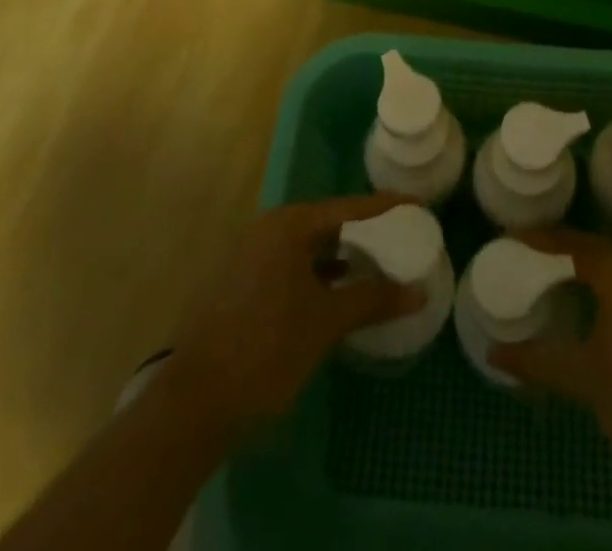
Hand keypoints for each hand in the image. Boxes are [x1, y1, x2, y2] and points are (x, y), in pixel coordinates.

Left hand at [157, 195, 424, 444]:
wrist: (192, 405)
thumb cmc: (266, 350)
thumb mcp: (326, 323)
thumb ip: (373, 300)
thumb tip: (418, 292)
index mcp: (288, 225)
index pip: (348, 207)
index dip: (385, 207)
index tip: (416, 206)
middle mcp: (266, 229)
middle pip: (325, 222)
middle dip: (362, 232)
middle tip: (398, 237)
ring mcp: (247, 255)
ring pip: (305, 246)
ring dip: (338, 256)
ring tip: (374, 266)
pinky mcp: (238, 283)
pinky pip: (288, 265)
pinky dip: (315, 273)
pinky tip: (334, 293)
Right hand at [490, 229, 611, 496]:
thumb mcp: (584, 380)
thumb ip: (538, 360)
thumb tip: (494, 353)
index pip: (574, 242)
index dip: (541, 238)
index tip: (511, 236)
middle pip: (598, 250)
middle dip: (563, 252)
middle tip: (529, 258)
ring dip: (589, 270)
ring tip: (554, 280)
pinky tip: (594, 308)